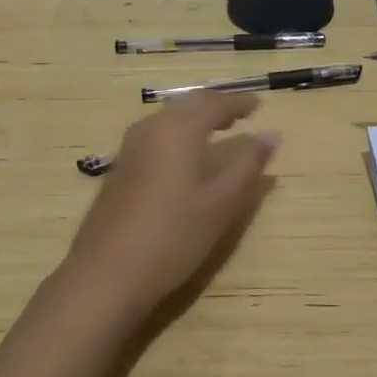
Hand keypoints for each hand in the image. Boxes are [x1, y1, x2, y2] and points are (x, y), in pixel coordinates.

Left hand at [61, 92, 278, 324]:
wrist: (105, 274)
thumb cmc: (173, 236)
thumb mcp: (221, 203)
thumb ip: (248, 164)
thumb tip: (271, 134)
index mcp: (179, 129)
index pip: (215, 104)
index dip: (239, 103)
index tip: (259, 104)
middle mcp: (151, 128)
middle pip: (188, 105)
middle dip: (216, 105)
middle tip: (240, 114)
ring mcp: (130, 148)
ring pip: (169, 118)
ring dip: (195, 118)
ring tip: (217, 131)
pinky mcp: (120, 168)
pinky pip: (156, 135)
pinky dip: (178, 134)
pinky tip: (185, 156)